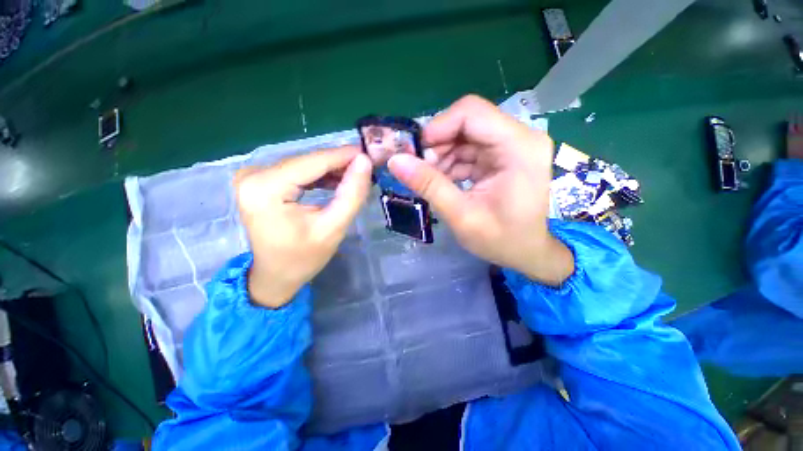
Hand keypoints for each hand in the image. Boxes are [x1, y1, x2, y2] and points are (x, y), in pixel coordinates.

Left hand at [234, 146, 371, 307]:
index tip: (369, 152)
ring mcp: (253, 176)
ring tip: (356, 175)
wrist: (275, 275)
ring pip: (303, 165)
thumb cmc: (303, 258)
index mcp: (265, 188)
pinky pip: (296, 171)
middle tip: (367, 166)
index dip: (343, 155)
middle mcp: (253, 175)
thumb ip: (351, 194)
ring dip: (331, 169)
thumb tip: (364, 162)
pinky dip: (318, 176)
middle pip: (307, 161)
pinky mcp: (259, 181)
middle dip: (339, 163)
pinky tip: (337, 181)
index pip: (312, 162)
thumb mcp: (333, 228)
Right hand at [388, 95, 572, 285]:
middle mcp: (520, 138)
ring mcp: (512, 145)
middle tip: (420, 170)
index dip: (438, 127)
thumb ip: (429, 186)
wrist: (527, 251)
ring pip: (465, 135)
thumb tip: (395, 160)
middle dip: (438, 145)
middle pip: (467, 122)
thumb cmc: (501, 240)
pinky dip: (452, 163)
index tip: (416, 153)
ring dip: (443, 155)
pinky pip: (470, 148)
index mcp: (519, 148)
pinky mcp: (504, 155)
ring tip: (431, 180)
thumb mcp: (461, 216)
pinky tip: (443, 181)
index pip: (472, 113)